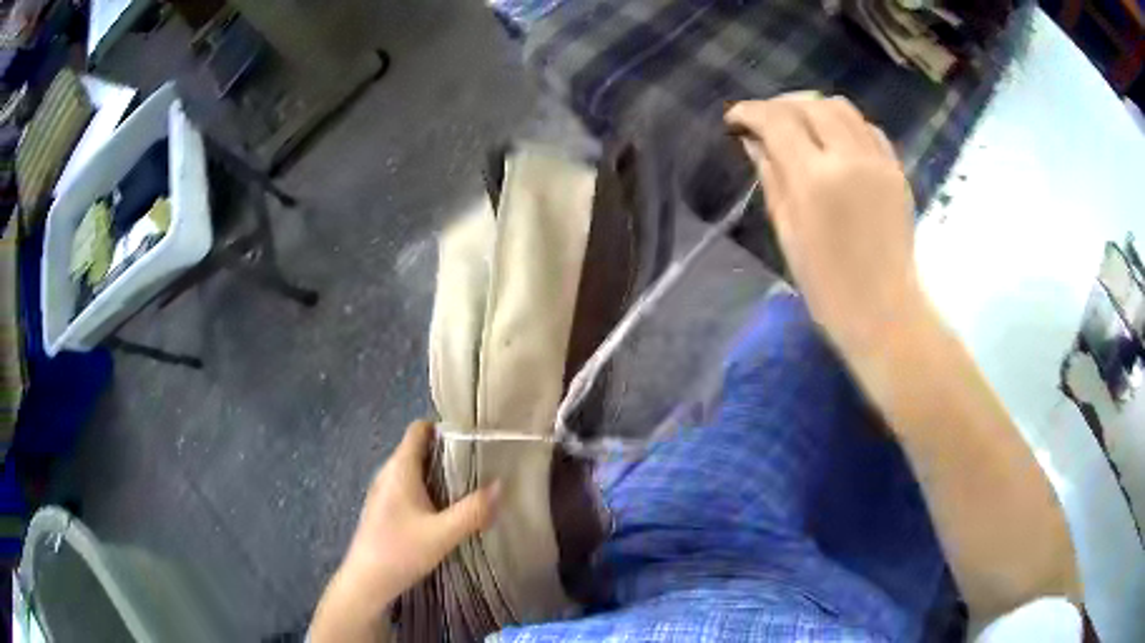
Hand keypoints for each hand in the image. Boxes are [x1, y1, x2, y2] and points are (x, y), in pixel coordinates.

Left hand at [311, 421, 499, 640]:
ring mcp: (383, 491)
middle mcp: (388, 473)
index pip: (419, 429)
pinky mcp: (383, 509)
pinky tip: (444, 512)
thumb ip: (473, 510)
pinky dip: (428, 490)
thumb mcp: (443, 534)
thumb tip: (501, 485)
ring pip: (414, 470)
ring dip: (439, 474)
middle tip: (480, 466)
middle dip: (448, 453)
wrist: (367, 580)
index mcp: (400, 468)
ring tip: (468, 488)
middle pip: (419, 449)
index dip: (444, 427)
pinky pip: (409, 487)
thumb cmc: (401, 550)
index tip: (473, 438)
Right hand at [725, 96, 919, 351]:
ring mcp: (879, 162)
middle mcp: (850, 159)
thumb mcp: (788, 233)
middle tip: (766, 122)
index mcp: (816, 179)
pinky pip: (868, 129)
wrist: (885, 313)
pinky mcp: (897, 171)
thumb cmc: (828, 287)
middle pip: (811, 104)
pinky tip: (835, 142)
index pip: (778, 121)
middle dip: (781, 106)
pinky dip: (846, 125)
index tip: (735, 119)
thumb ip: (772, 178)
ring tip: (799, 127)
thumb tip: (755, 142)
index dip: (751, 112)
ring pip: (842, 109)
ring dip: (814, 109)